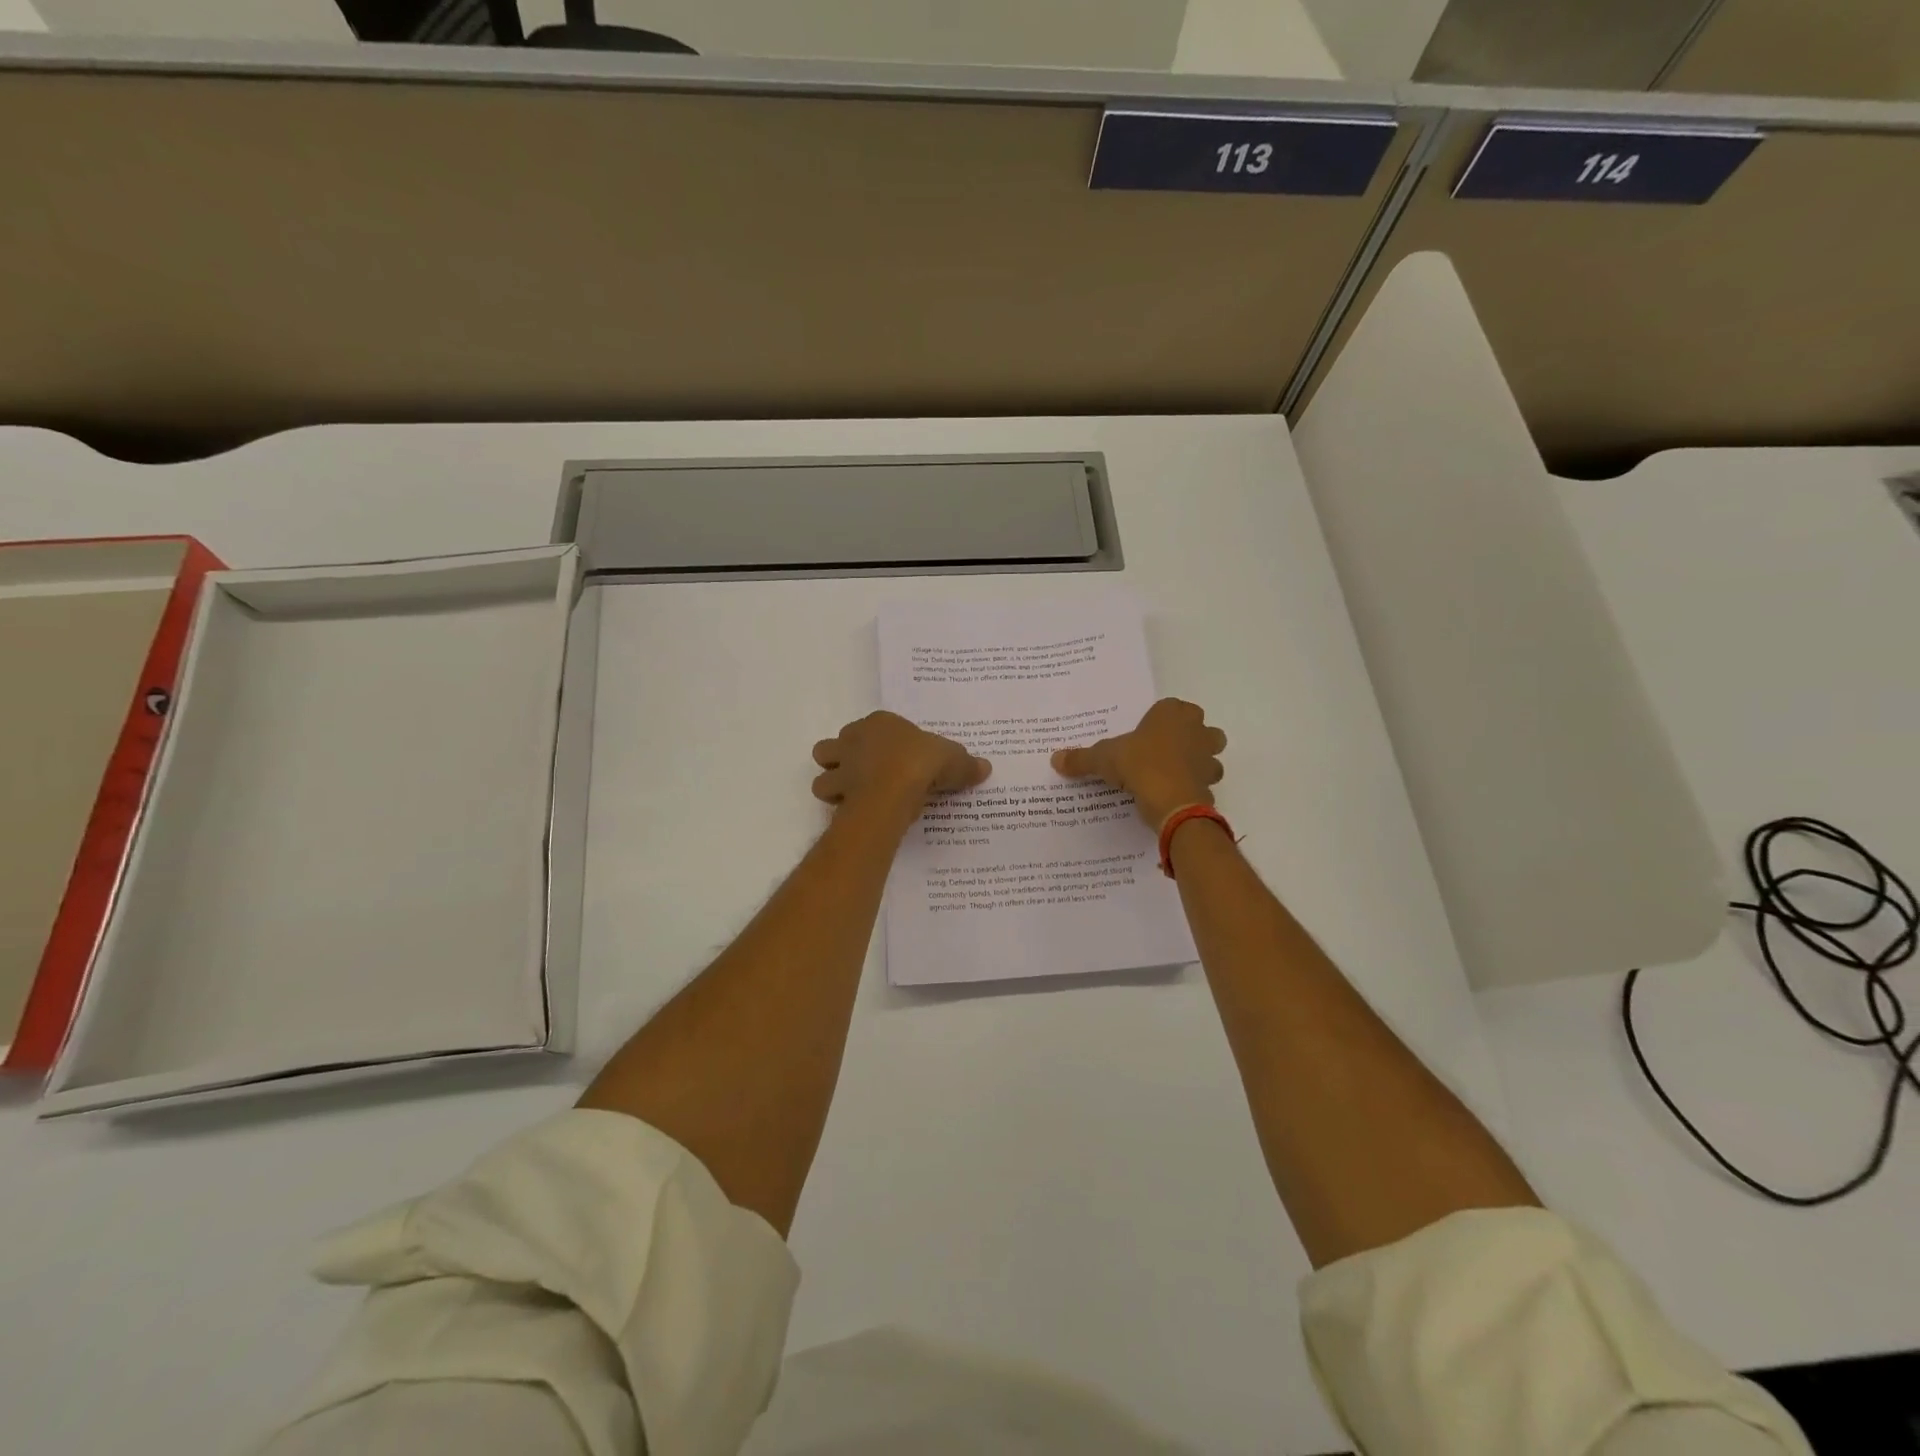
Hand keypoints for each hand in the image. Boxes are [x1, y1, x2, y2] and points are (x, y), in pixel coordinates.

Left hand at [812, 712, 990, 818]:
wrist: (893, 788)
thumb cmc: (922, 763)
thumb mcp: (954, 760)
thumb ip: (966, 764)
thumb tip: (985, 768)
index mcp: (881, 723)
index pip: (876, 726)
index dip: (884, 741)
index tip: (899, 757)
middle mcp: (853, 739)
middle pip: (837, 744)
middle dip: (846, 758)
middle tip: (868, 775)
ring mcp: (841, 766)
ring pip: (823, 771)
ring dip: (833, 782)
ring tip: (855, 796)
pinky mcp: (836, 792)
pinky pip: (829, 800)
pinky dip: (838, 807)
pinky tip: (856, 814)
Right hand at [1052, 698, 1225, 827]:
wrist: (1172, 801)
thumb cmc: (1139, 764)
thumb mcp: (1103, 759)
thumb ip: (1081, 758)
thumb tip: (1055, 759)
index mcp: (1172, 713)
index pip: (1171, 706)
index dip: (1159, 719)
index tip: (1144, 734)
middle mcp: (1197, 729)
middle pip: (1200, 727)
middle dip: (1189, 736)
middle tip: (1163, 751)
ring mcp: (1208, 756)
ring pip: (1210, 753)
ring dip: (1198, 761)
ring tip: (1173, 773)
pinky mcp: (1211, 783)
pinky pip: (1205, 781)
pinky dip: (1194, 786)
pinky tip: (1175, 794)